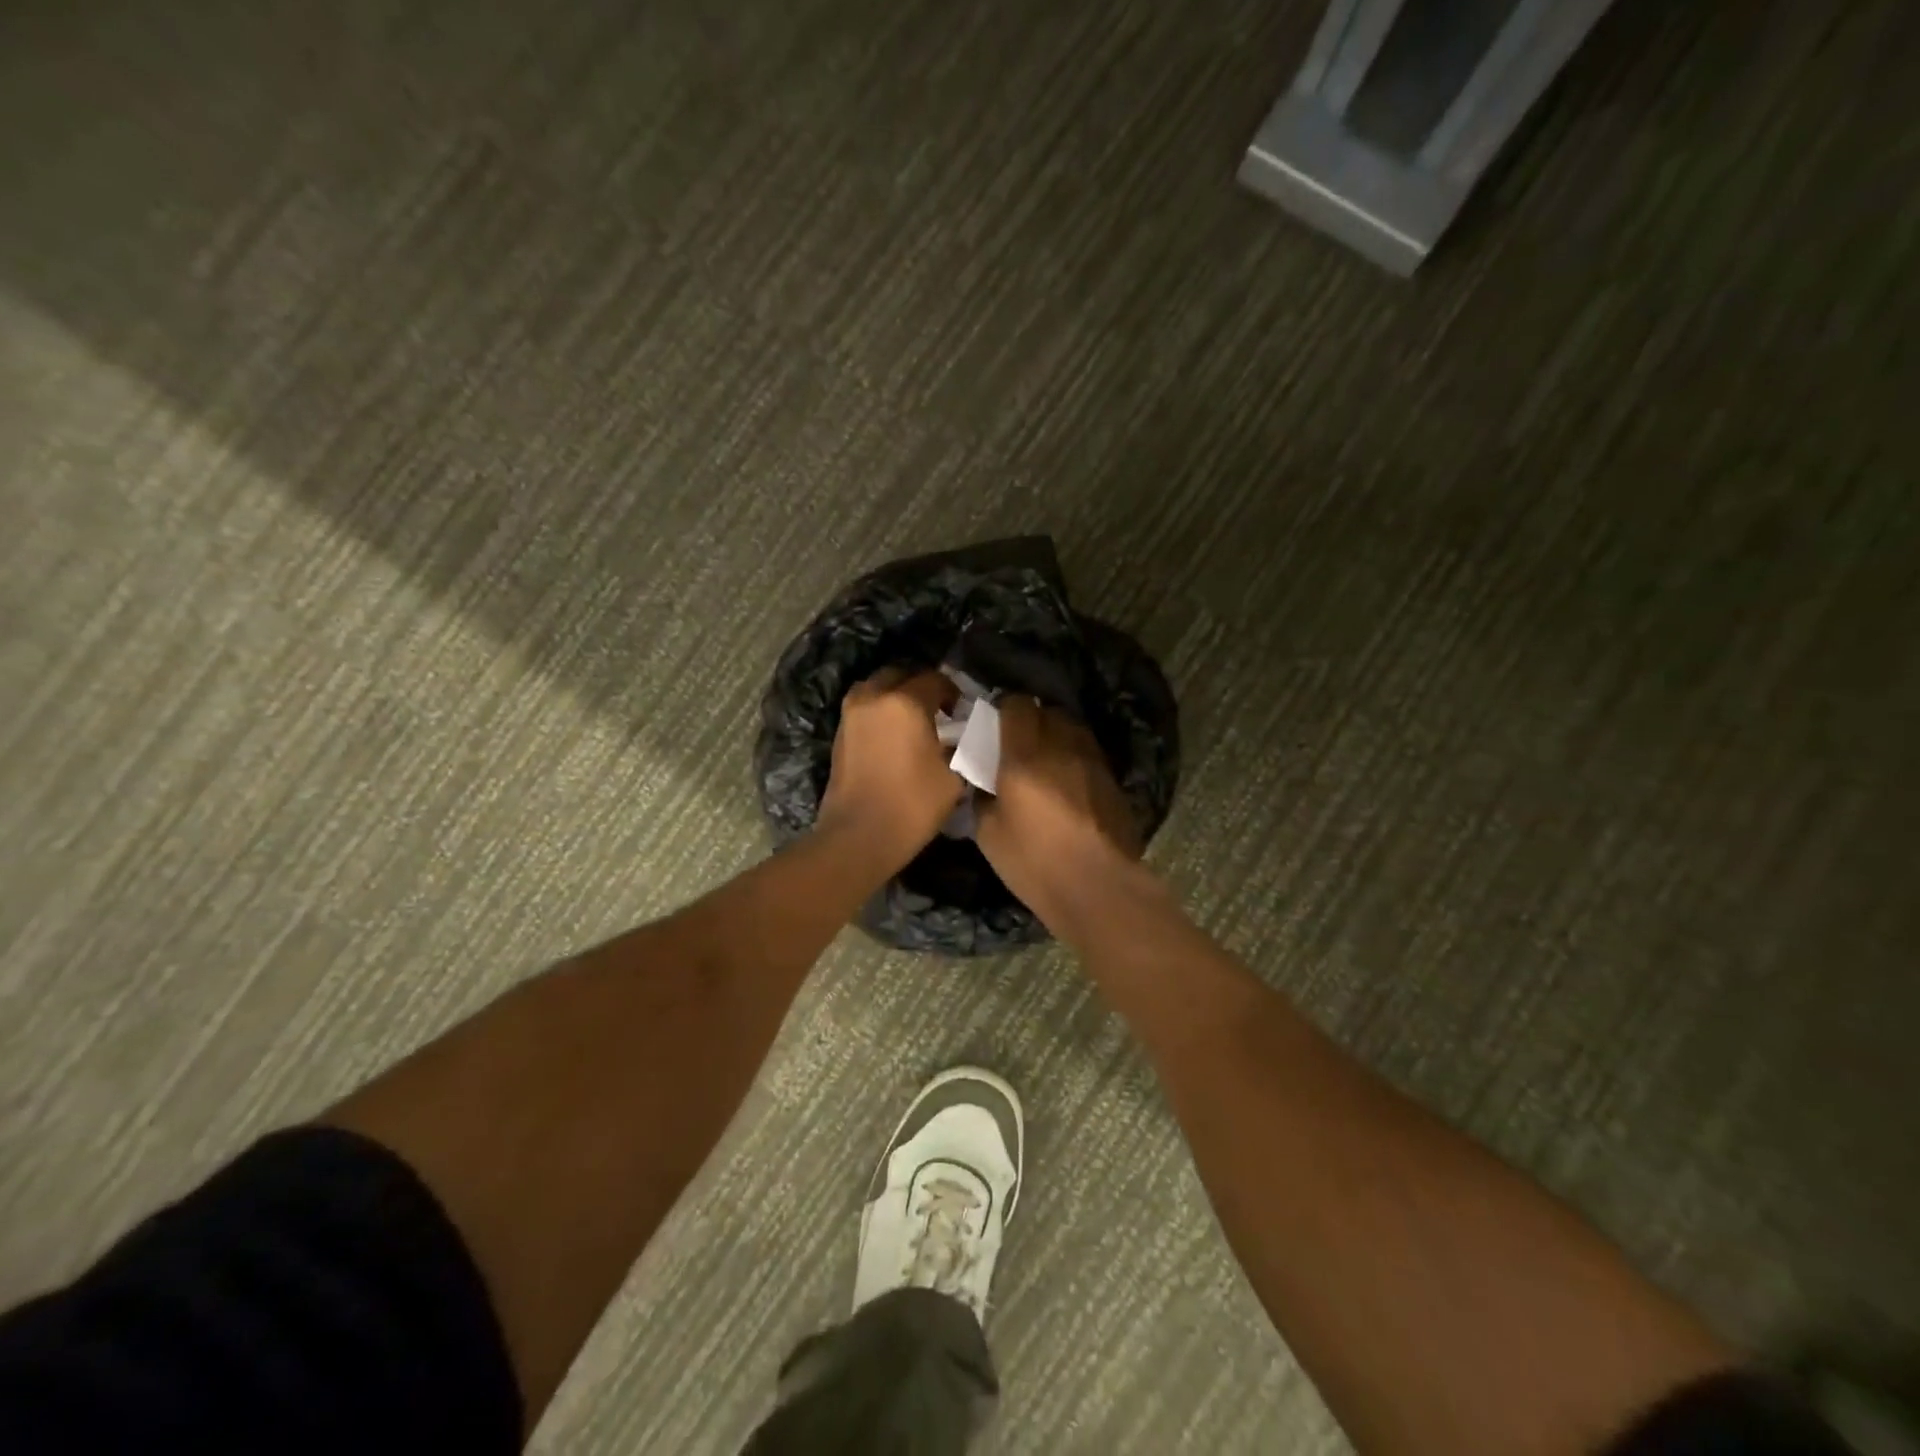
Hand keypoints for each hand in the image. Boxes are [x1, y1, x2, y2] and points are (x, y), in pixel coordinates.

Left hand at [818, 669, 963, 864]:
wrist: (858, 837)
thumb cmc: (912, 806)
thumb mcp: (953, 777)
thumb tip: (957, 738)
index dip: (952, 692)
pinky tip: (893, 735)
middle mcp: (874, 698)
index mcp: (905, 702)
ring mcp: (851, 715)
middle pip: (900, 674)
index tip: (961, 711)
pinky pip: (863, 708)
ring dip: (895, 695)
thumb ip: (959, 747)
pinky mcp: (839, 734)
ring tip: (912, 719)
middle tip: (936, 709)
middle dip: (919, 685)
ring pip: (876, 688)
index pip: (935, 679)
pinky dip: (878, 712)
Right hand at [975, 697, 1141, 928]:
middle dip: (1032, 720)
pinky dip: (1075, 757)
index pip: (1017, 706)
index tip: (994, 727)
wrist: (1098, 887)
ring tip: (1046, 760)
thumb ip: (983, 799)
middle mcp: (1061, 747)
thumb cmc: (1035, 862)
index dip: (1004, 710)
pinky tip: (1068, 782)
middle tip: (1018, 745)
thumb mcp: (989, 835)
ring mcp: (1092, 761)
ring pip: (1073, 728)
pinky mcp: (1113, 780)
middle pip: (1048, 711)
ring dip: (1057, 735)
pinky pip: (1089, 753)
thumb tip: (984, 786)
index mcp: (1024, 756)